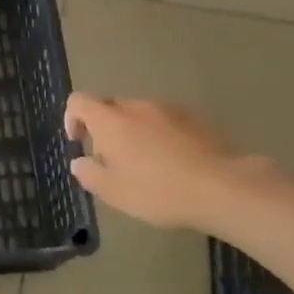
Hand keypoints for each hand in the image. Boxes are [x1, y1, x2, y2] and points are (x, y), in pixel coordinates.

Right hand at [65, 93, 269, 231]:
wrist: (221, 187)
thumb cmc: (157, 190)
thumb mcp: (113, 192)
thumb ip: (89, 173)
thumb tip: (80, 161)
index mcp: (111, 120)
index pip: (79, 101)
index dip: (72, 118)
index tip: (78, 142)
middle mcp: (137, 106)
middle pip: (110, 107)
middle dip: (105, 129)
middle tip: (112, 162)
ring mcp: (169, 109)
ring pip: (139, 114)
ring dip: (134, 133)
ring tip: (146, 165)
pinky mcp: (196, 117)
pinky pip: (166, 121)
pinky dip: (160, 135)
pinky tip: (173, 163)